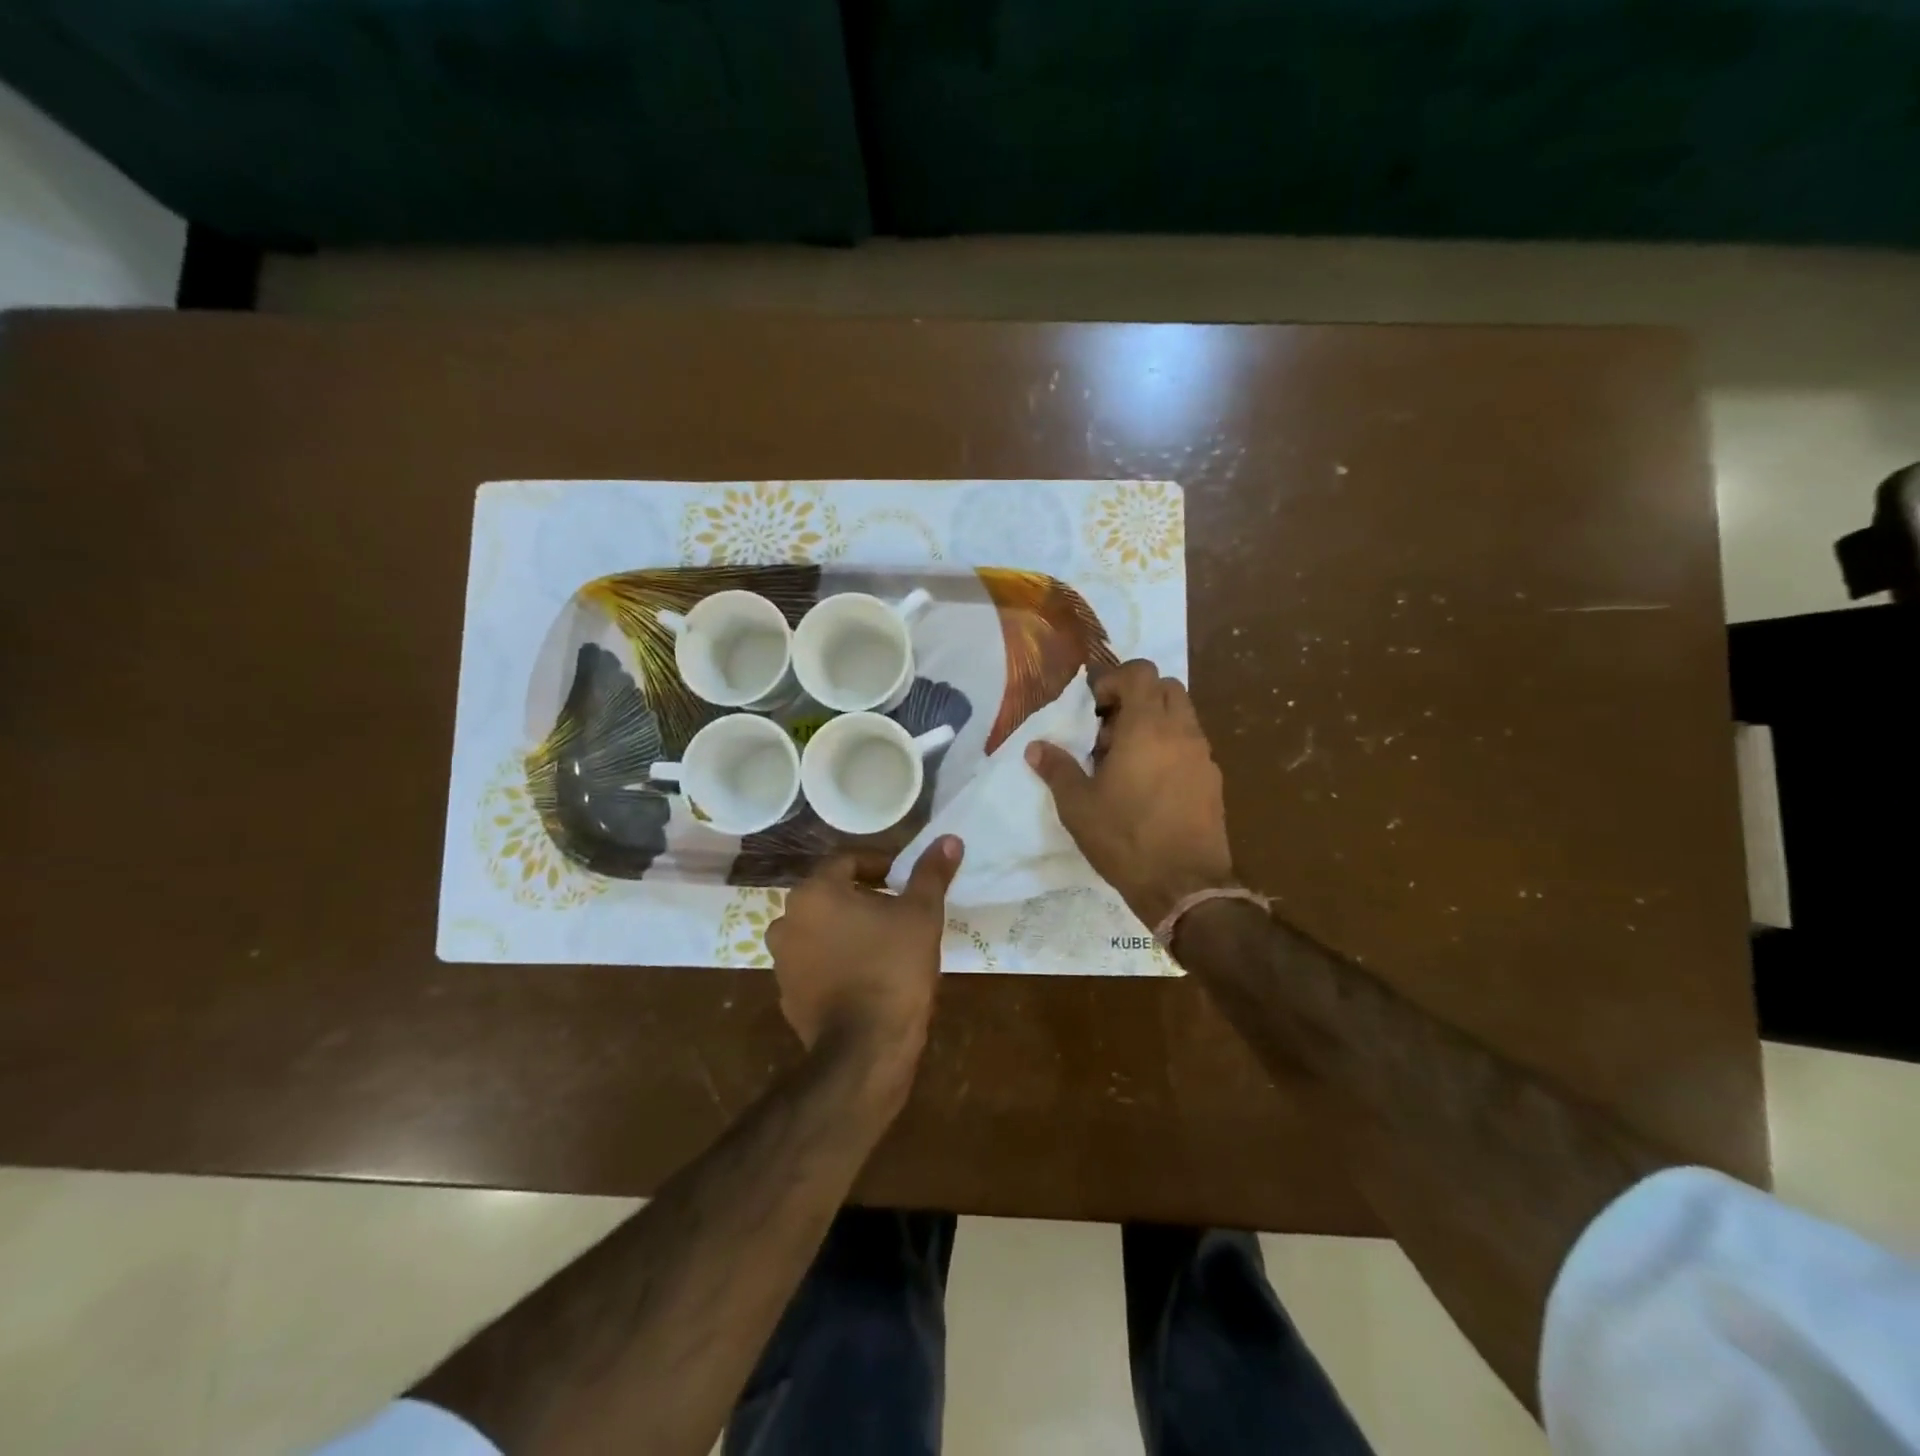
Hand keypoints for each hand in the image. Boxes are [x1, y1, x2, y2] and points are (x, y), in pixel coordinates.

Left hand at [766, 837, 962, 1066]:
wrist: (865, 1048)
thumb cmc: (894, 968)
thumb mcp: (922, 914)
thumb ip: (931, 873)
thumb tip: (950, 839)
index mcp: (816, 892)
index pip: (847, 860)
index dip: (880, 864)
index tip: (904, 881)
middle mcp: (788, 918)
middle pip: (830, 893)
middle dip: (863, 896)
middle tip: (898, 910)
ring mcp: (782, 959)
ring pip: (820, 928)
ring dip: (846, 928)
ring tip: (883, 943)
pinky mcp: (786, 994)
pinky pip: (814, 962)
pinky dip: (835, 959)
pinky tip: (865, 975)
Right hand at [1027, 660, 1234, 927]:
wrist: (1184, 885)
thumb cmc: (1125, 838)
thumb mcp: (1078, 806)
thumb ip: (1057, 769)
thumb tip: (1036, 748)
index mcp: (1147, 727)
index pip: (1141, 672)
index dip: (1114, 680)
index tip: (1094, 709)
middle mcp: (1181, 731)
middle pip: (1166, 688)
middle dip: (1137, 698)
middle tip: (1109, 731)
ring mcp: (1203, 756)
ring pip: (1182, 716)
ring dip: (1153, 723)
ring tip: (1125, 761)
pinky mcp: (1213, 780)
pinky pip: (1190, 745)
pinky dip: (1169, 748)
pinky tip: (1148, 785)